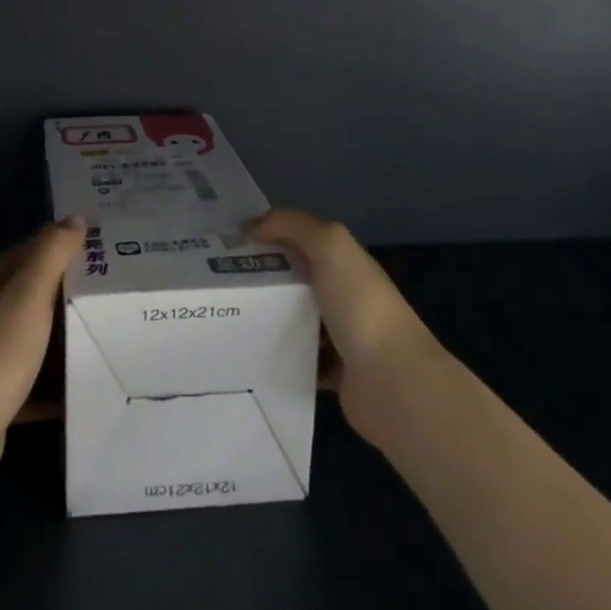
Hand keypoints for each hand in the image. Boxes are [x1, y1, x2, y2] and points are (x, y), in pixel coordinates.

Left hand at [0, 219, 84, 480]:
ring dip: (62, 337)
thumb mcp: (29, 294)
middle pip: (33, 293)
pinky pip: (31, 378)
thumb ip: (53, 252)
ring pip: (33, 335)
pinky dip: (53, 380)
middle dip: (68, 293)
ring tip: (105, 334)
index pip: (31, 251)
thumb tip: (76, 217)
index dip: (64, 247)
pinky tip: (80, 384)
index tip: (104, 252)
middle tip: (113, 293)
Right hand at [247, 208, 443, 448]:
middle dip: (262, 276)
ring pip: (295, 319)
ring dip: (268, 317)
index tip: (228, 239)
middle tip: (217, 278)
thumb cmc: (361, 306)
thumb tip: (251, 225)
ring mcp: (342, 337)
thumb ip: (292, 225)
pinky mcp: (334, 375)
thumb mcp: (330, 245)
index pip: (303, 240)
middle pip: (295, 279)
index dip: (269, 234)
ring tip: (226, 313)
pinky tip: (250, 352)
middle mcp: (346, 296)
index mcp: (346, 264)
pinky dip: (279, 355)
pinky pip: (299, 358)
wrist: (393, 383)